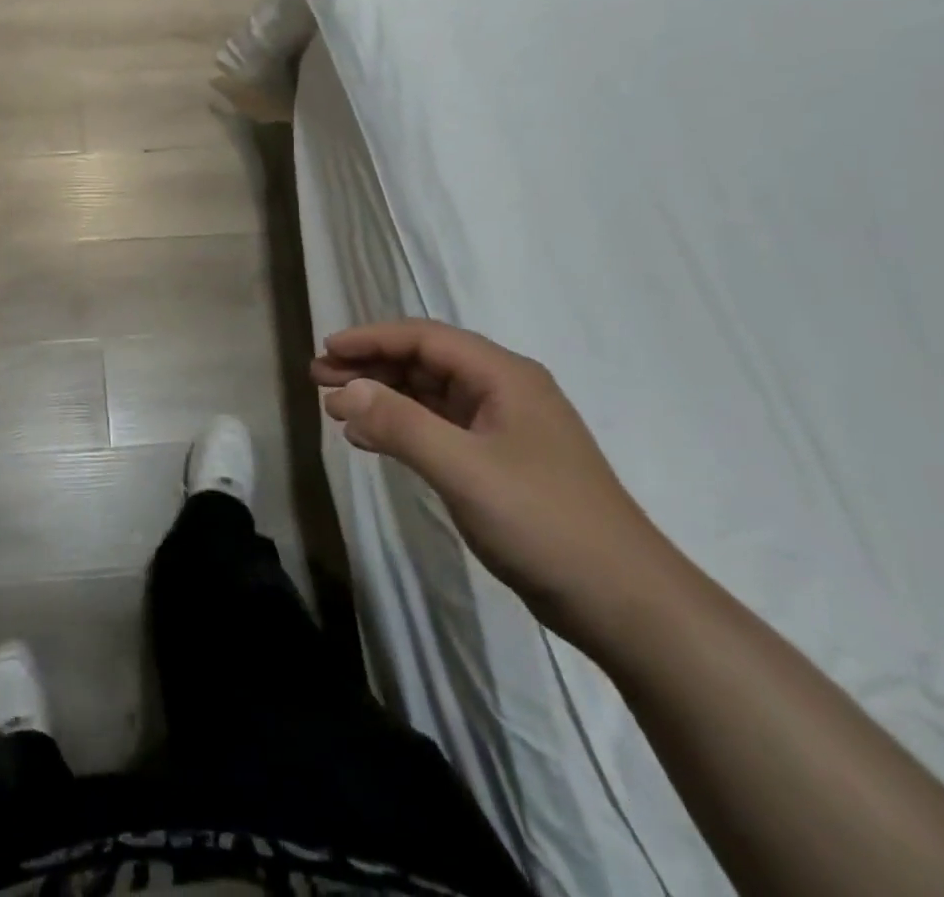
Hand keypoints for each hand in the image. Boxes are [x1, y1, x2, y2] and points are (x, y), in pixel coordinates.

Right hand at [312, 319, 678, 645]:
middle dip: (369, 367)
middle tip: (318, 379)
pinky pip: (438, 430)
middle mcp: (504, 392)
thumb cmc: (544, 523)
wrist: (626, 604)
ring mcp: (503, 430)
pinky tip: (368, 440)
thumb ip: (400, 424)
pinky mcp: (499, 464)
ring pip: (428, 396)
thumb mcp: (464, 469)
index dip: (371, 339)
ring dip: (381, 397)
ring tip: (334, 408)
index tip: (325, 350)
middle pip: (424, 363)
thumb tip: (344, 390)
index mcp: (504, 377)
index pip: (425, 338)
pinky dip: (400, 428)